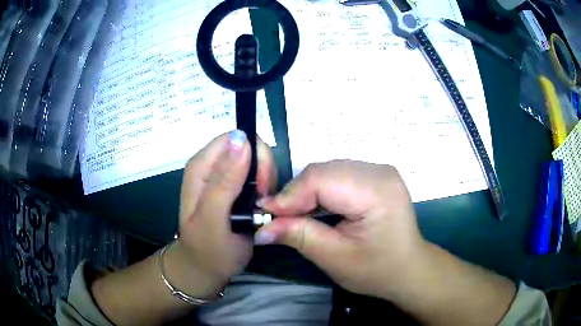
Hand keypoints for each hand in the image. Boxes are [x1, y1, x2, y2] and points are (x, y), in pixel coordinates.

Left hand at [164, 130, 276, 297]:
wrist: (205, 268)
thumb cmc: (208, 248)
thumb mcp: (213, 218)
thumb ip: (224, 180)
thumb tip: (241, 138)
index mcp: (202, 166)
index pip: (236, 138)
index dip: (254, 155)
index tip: (261, 186)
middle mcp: (213, 166)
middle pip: (249, 147)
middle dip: (263, 171)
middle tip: (262, 201)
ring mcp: (225, 177)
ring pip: (258, 162)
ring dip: (266, 183)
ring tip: (260, 208)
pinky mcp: (236, 188)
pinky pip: (259, 177)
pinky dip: (266, 190)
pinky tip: (261, 209)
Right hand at [256, 160, 424, 298]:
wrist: (408, 268)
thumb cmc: (377, 270)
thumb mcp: (335, 259)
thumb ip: (299, 236)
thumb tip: (261, 229)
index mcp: (376, 191)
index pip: (321, 179)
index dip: (290, 195)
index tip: (265, 214)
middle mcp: (379, 171)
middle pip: (324, 171)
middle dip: (296, 194)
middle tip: (277, 217)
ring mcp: (379, 170)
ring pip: (328, 170)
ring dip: (306, 191)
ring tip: (293, 214)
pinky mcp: (375, 176)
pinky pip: (338, 175)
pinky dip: (320, 190)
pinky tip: (313, 208)